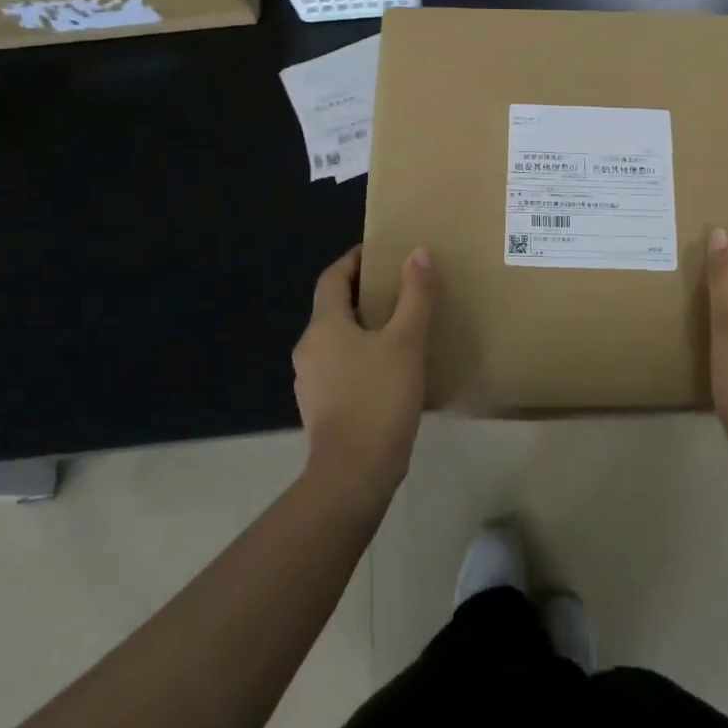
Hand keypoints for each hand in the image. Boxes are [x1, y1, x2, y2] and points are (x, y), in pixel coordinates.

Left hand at [293, 245, 434, 498]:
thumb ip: (414, 296)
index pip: (333, 277)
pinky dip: (363, 355)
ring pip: (338, 339)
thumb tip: (418, 253)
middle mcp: (309, 348)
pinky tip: (391, 367)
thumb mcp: (406, 342)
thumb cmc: (378, 399)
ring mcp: (311, 381)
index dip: (355, 260)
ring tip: (401, 325)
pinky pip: (342, 366)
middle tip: (401, 286)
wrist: (353, 475)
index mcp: (324, 326)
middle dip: (365, 293)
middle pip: (335, 307)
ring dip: (365, 326)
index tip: (382, 252)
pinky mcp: (322, 408)